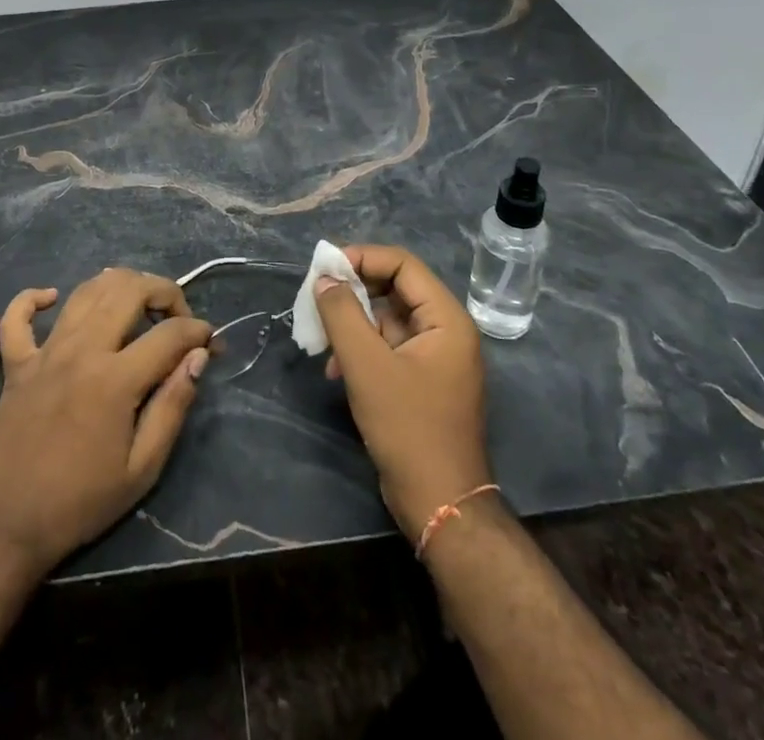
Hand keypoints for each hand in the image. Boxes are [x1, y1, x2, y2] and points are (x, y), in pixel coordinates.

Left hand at [0, 268, 211, 574]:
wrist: (5, 528)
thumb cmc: (80, 503)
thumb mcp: (142, 469)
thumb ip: (173, 406)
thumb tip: (198, 357)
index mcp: (115, 379)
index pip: (169, 333)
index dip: (198, 332)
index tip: (210, 343)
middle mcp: (81, 350)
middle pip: (128, 290)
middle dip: (164, 292)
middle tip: (177, 318)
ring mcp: (44, 352)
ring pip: (85, 291)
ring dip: (118, 286)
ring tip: (137, 306)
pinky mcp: (16, 364)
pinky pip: (18, 316)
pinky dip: (35, 298)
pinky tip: (53, 299)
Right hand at [316, 244, 492, 537]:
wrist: (440, 505)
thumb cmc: (408, 429)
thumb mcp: (367, 367)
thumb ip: (343, 315)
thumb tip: (325, 278)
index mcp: (446, 319)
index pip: (403, 265)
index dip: (363, 258)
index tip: (326, 268)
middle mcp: (446, 331)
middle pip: (394, 289)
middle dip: (353, 293)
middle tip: (317, 300)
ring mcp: (436, 358)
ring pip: (388, 319)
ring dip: (353, 323)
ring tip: (321, 340)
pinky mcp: (423, 381)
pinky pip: (389, 347)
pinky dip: (362, 349)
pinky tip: (336, 369)